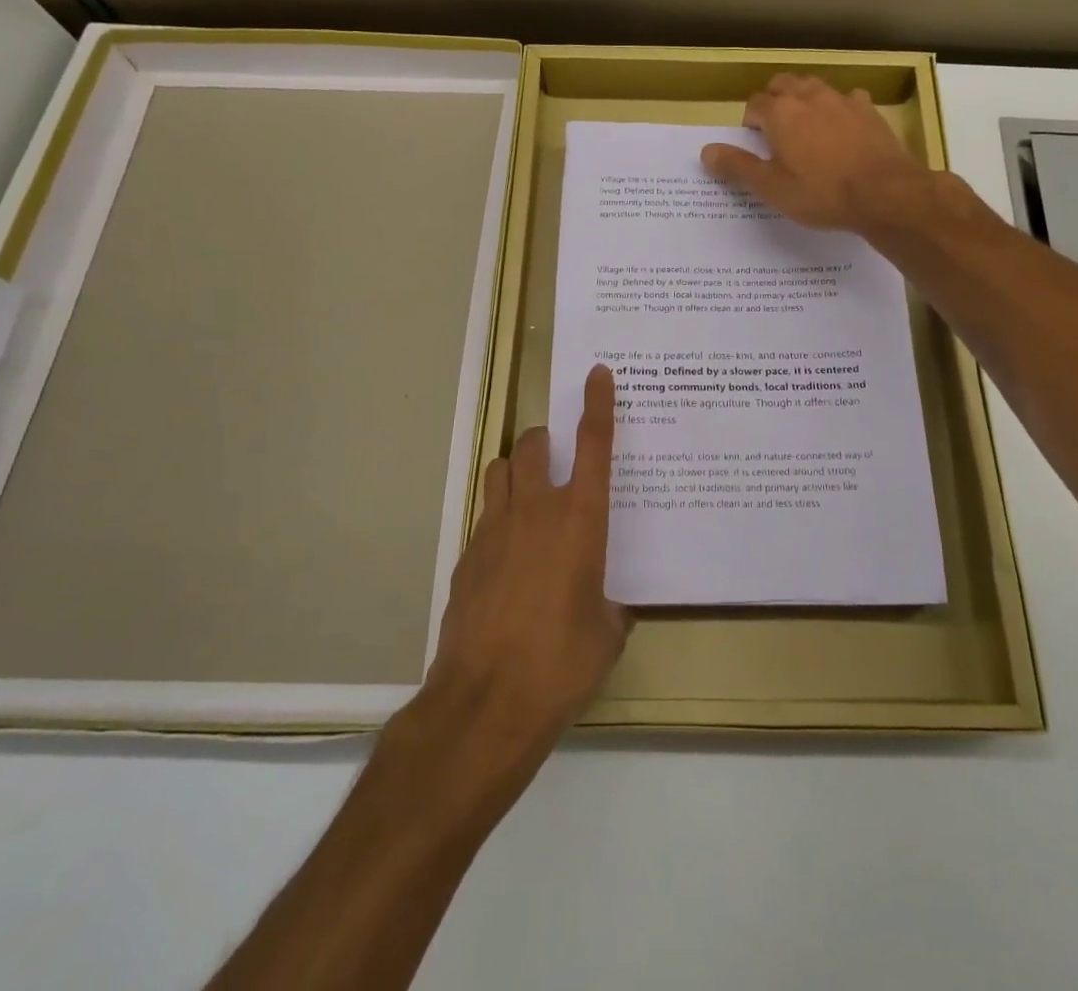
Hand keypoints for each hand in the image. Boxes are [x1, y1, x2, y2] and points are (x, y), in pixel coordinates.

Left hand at [423, 364, 629, 760]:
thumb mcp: (606, 634)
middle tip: (557, 460)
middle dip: (544, 442)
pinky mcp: (465, 556)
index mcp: (580, 520)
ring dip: (516, 473)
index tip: (597, 374)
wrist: (485, 703)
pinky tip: (508, 561)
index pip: (593, 445)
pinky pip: (484, 517)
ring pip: (500, 471)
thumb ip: (611, 606)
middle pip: (533, 445)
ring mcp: (493, 530)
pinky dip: (498, 520)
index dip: (597, 405)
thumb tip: (609, 606)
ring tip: (529, 502)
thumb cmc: (561, 664)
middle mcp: (536, 511)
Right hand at [701, 74, 931, 232]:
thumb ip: (737, 167)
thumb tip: (706, 151)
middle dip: (773, 100)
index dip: (749, 122)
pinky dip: (838, 108)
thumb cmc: (821, 194)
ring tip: (804, 124)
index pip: (754, 104)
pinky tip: (842, 127)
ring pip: (814, 86)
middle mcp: (809, 96)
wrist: (885, 193)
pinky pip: (847, 99)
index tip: (753, 141)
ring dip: (803, 98)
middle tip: (774, 129)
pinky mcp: (869, 110)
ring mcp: (842, 100)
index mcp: (780, 113)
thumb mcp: (772, 188)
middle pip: (783, 84)